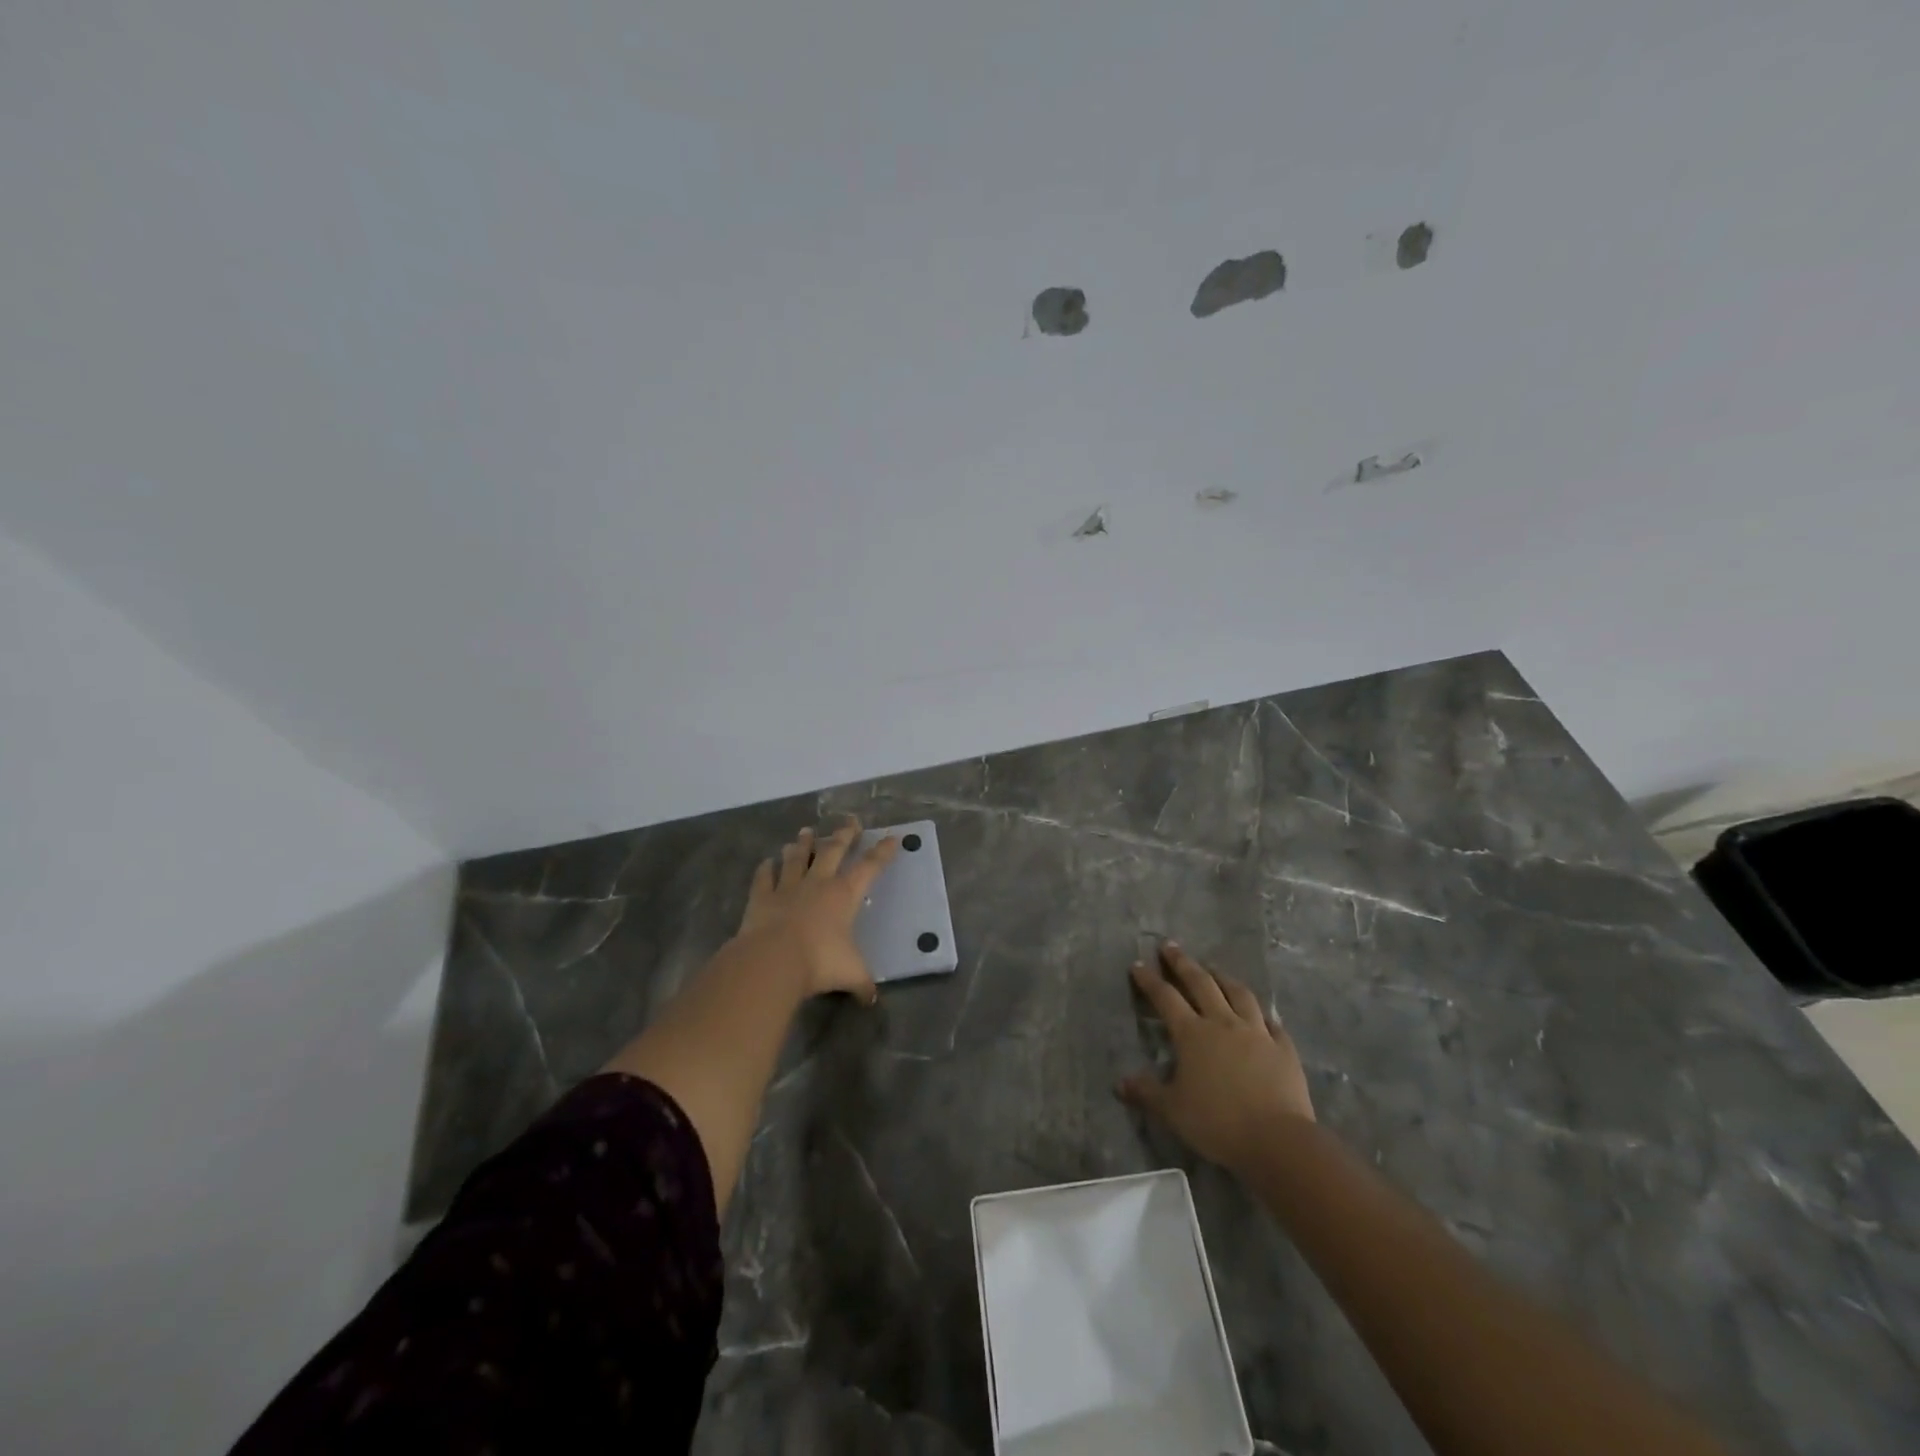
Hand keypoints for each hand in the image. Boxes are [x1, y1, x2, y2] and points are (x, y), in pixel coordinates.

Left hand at [735, 818, 899, 1002]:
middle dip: (844, 835)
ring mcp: (787, 888)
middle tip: (850, 820)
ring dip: (802, 844)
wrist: (772, 960)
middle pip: (833, 851)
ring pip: (797, 858)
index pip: (869, 868)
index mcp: (844, 895)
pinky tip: (766, 862)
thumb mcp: (851, 974)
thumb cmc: (820, 962)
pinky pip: (764, 878)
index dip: (882, 853)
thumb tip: (871, 998)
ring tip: (805, 832)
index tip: (892, 837)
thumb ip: (862, 983)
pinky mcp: (761, 898)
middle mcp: (817, 884)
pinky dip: (765, 869)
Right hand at [1117, 942, 1314, 1173]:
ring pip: (1238, 994)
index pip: (1165, 997)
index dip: (1149, 980)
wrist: (1276, 1139)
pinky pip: (1272, 1023)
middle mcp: (1223, 1023)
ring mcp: (1257, 1032)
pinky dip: (1262, 1014)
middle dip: (1182, 963)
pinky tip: (1262, 1014)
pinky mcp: (1283, 1048)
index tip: (1138, 964)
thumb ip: (1146, 1093)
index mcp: (1192, 1034)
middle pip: (1201, 983)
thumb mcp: (1172, 1110)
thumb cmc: (1217, 1122)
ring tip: (1214, 968)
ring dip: (1223, 977)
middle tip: (1170, 946)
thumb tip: (1120, 1083)